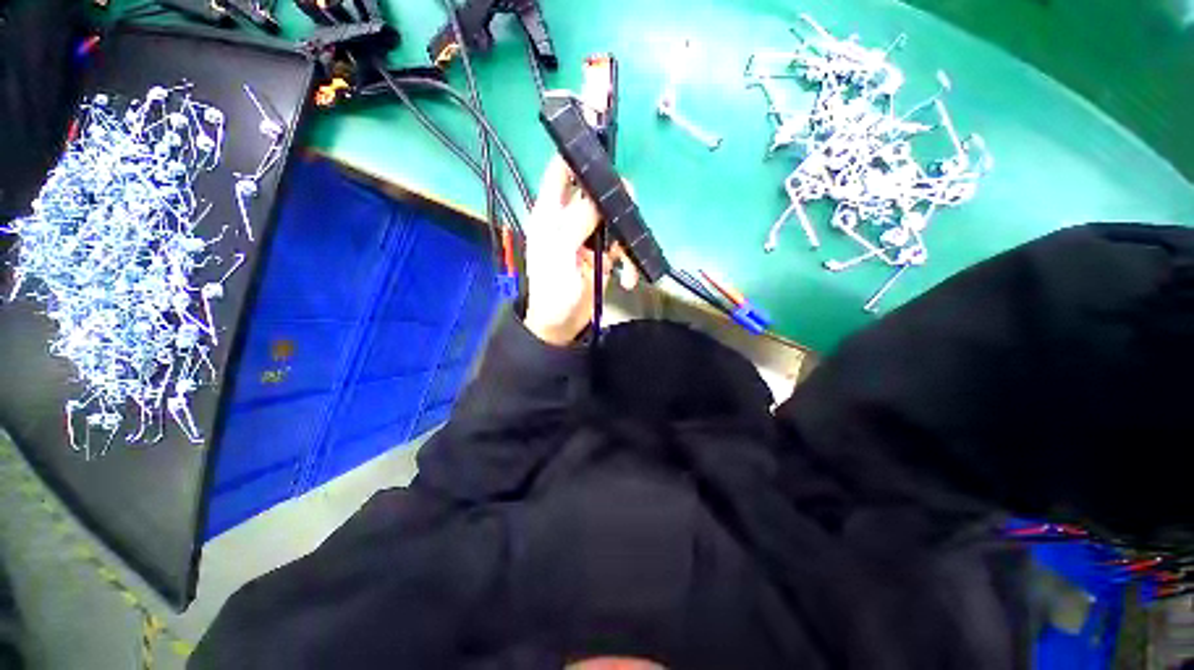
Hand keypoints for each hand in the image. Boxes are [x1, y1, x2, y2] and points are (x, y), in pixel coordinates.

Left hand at [523, 156, 638, 345]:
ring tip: (625, 262)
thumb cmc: (551, 291)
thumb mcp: (559, 253)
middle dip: (614, 201)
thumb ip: (577, 221)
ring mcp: (588, 236)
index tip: (600, 139)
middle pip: (595, 192)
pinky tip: (627, 278)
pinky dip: (628, 259)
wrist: (561, 326)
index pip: (561, 172)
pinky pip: (620, 245)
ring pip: (613, 218)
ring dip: (624, 238)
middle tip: (626, 214)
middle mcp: (570, 218)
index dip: (576, 153)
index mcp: (550, 213)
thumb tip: (599, 194)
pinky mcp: (602, 254)